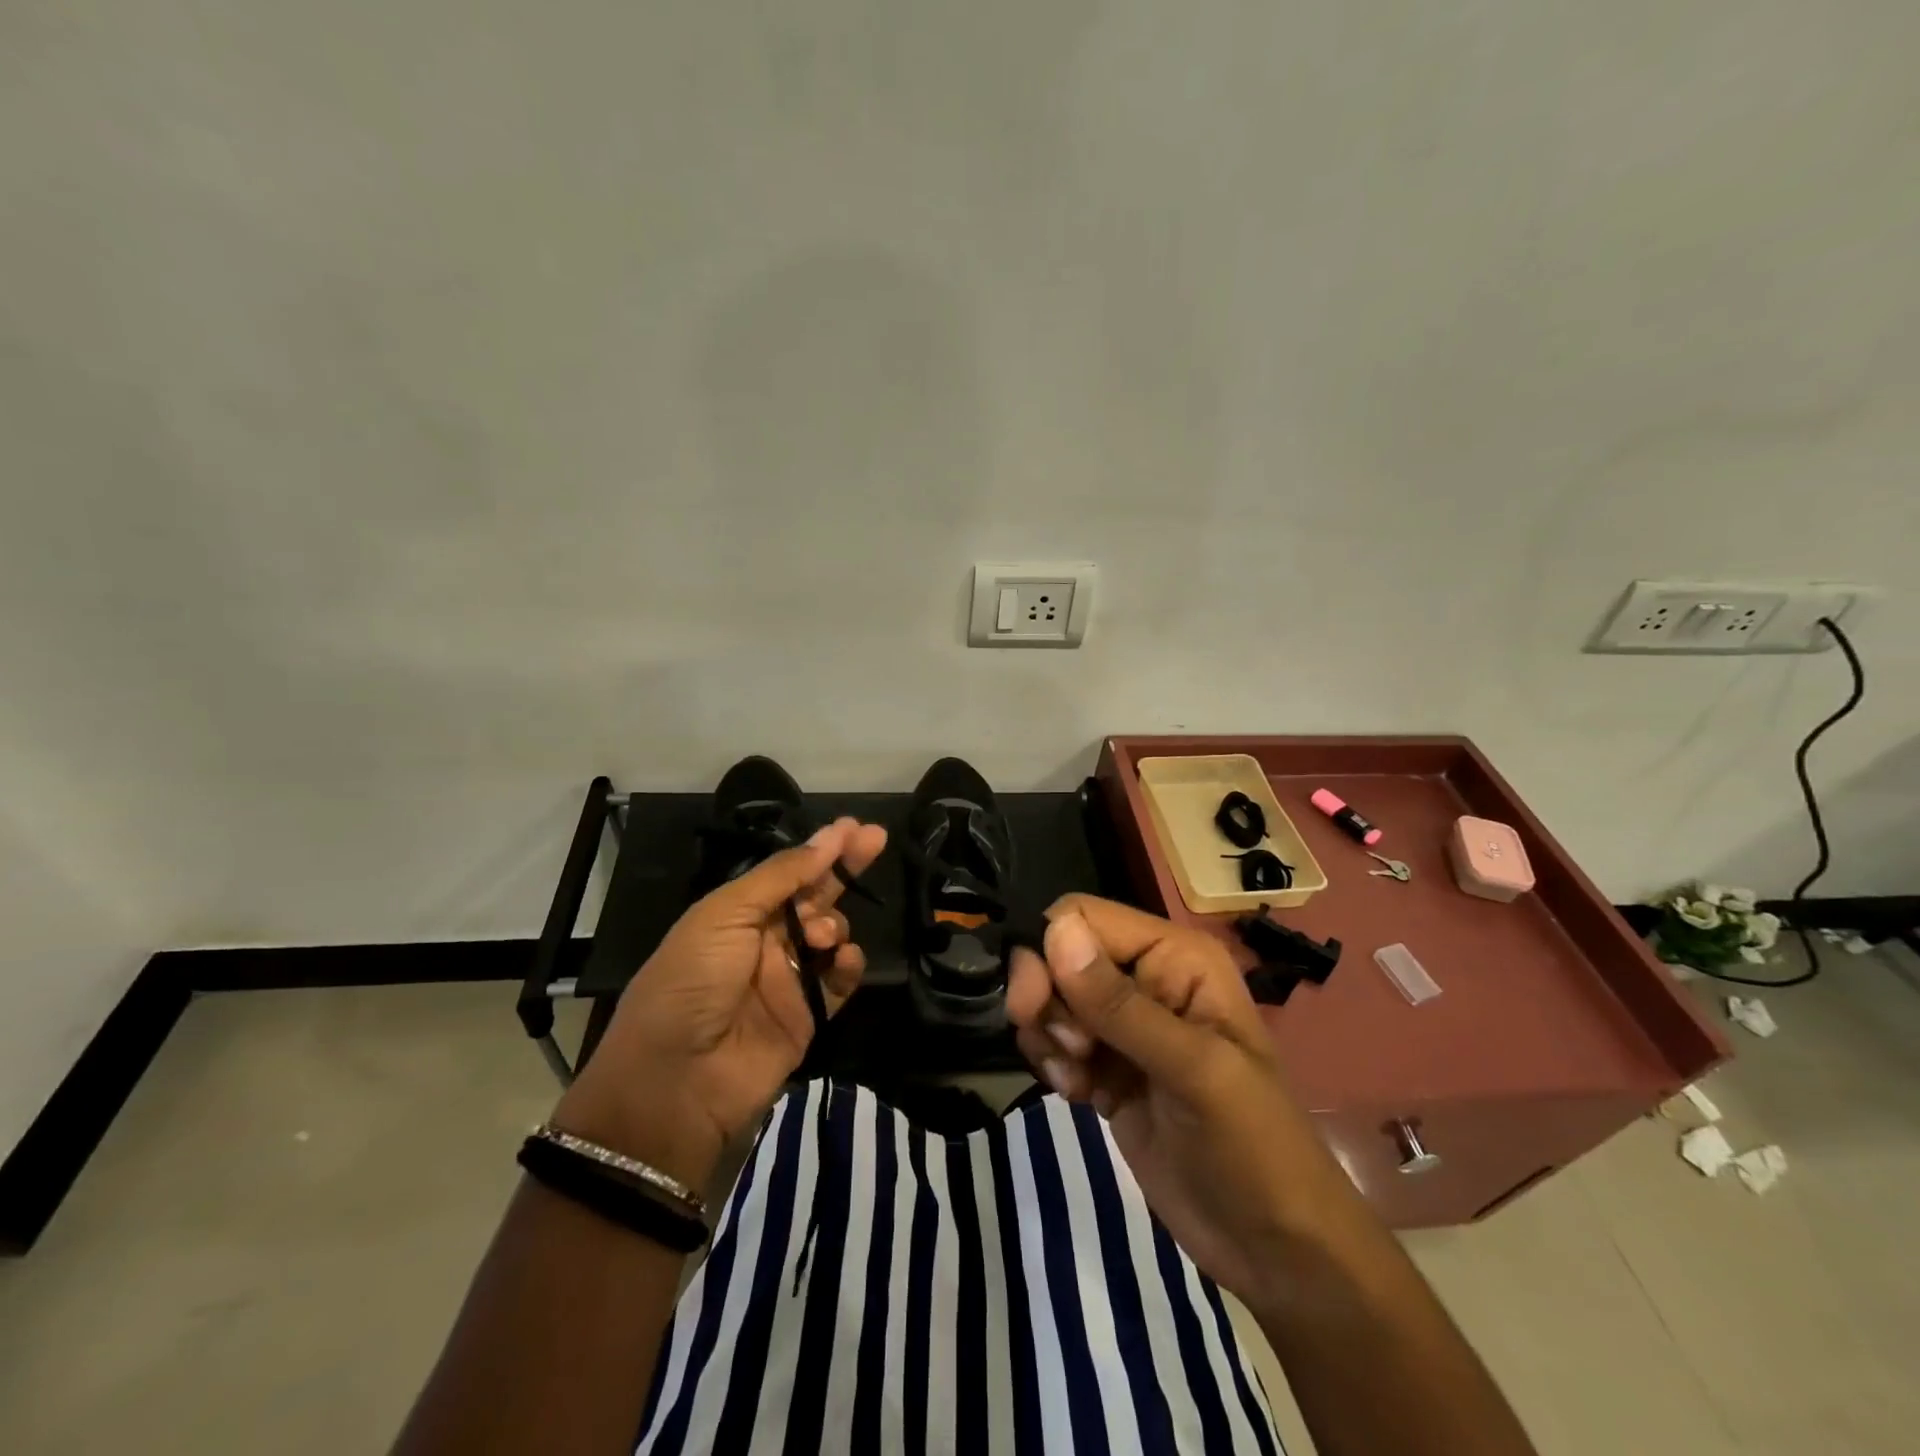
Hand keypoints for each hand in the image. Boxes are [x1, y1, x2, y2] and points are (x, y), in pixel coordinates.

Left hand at [553, 817, 886, 1187]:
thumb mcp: (725, 914)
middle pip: (815, 895)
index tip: (855, 826)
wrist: (677, 1081)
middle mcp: (764, 940)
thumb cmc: (692, 981)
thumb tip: (828, 840)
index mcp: (737, 912)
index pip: (789, 871)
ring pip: (832, 934)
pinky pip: (841, 980)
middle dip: (844, 868)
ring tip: (822, 935)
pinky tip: (843, 959)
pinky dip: (849, 965)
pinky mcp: (809, 1015)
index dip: (822, 848)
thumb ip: (781, 876)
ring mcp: (789, 978)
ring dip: (834, 923)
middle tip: (876, 840)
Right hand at [1007, 896, 1344, 1305]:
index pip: (1082, 917)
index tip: (1034, 1007)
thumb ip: (1119, 1004)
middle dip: (1047, 999)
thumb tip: (1054, 929)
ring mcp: (1124, 1026)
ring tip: (1080, 1080)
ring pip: (1051, 998)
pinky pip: (1055, 1041)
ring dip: (1049, 1037)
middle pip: (1058, 955)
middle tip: (1070, 1051)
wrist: (1276, 1251)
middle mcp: (1146, 977)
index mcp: (1174, 956)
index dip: (1048, 952)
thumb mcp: (1193, 1071)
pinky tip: (1082, 1097)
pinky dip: (1055, 1064)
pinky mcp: (1107, 1067)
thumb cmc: (1254, 1149)